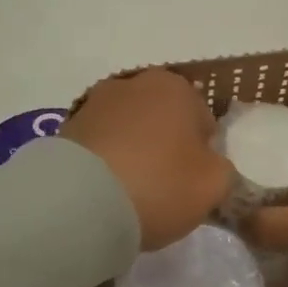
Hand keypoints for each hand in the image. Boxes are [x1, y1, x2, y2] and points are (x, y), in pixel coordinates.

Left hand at [61, 70, 233, 250]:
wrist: (80, 202)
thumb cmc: (160, 184)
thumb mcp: (215, 184)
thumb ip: (222, 170)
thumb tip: (210, 167)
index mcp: (175, 87)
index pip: (203, 120)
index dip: (204, 154)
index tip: (194, 182)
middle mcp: (133, 84)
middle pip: (163, 121)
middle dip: (166, 147)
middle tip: (165, 187)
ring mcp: (94, 104)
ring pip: (128, 131)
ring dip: (133, 153)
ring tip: (131, 193)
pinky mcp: (65, 129)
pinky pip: (99, 147)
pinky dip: (105, 164)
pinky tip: (106, 193)